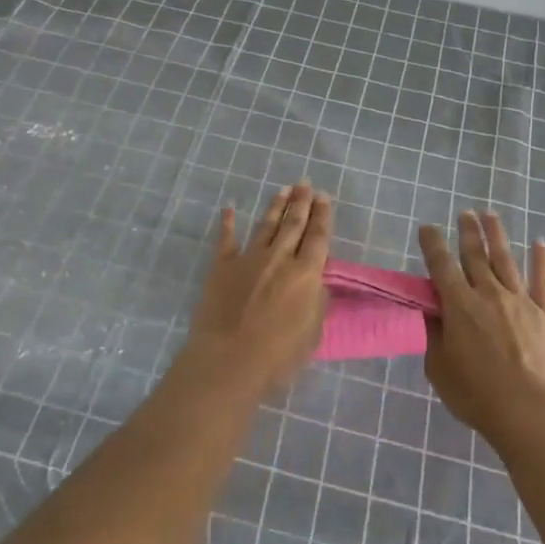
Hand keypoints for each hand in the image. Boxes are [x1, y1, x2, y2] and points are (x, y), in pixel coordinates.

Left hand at [180, 182, 330, 394]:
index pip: (318, 237)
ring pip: (266, 226)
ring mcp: (248, 259)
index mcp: (306, 274)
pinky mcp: (222, 267)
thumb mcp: (312, 333)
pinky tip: (230, 209)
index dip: (322, 216)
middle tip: (305, 183)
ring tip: (283, 190)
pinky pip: (226, 240)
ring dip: (275, 207)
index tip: (323, 197)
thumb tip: (315, 282)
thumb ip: (316, 302)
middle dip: (301, 202)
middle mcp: (279, 258)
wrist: (228, 360)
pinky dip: (228, 223)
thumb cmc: (278, 356)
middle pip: (293, 224)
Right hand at [418, 210, 544, 452]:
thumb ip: (434, 335)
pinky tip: (540, 243)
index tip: (426, 228)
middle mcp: (489, 294)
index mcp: (459, 306)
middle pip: (475, 255)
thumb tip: (431, 312)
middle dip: (468, 232)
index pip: (441, 266)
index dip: (432, 244)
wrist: (530, 412)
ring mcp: (520, 301)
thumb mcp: (439, 368)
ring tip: (490, 215)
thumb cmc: (477, 395)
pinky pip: (542, 282)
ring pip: (506, 259)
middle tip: (464, 213)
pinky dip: (541, 261)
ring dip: (497, 235)